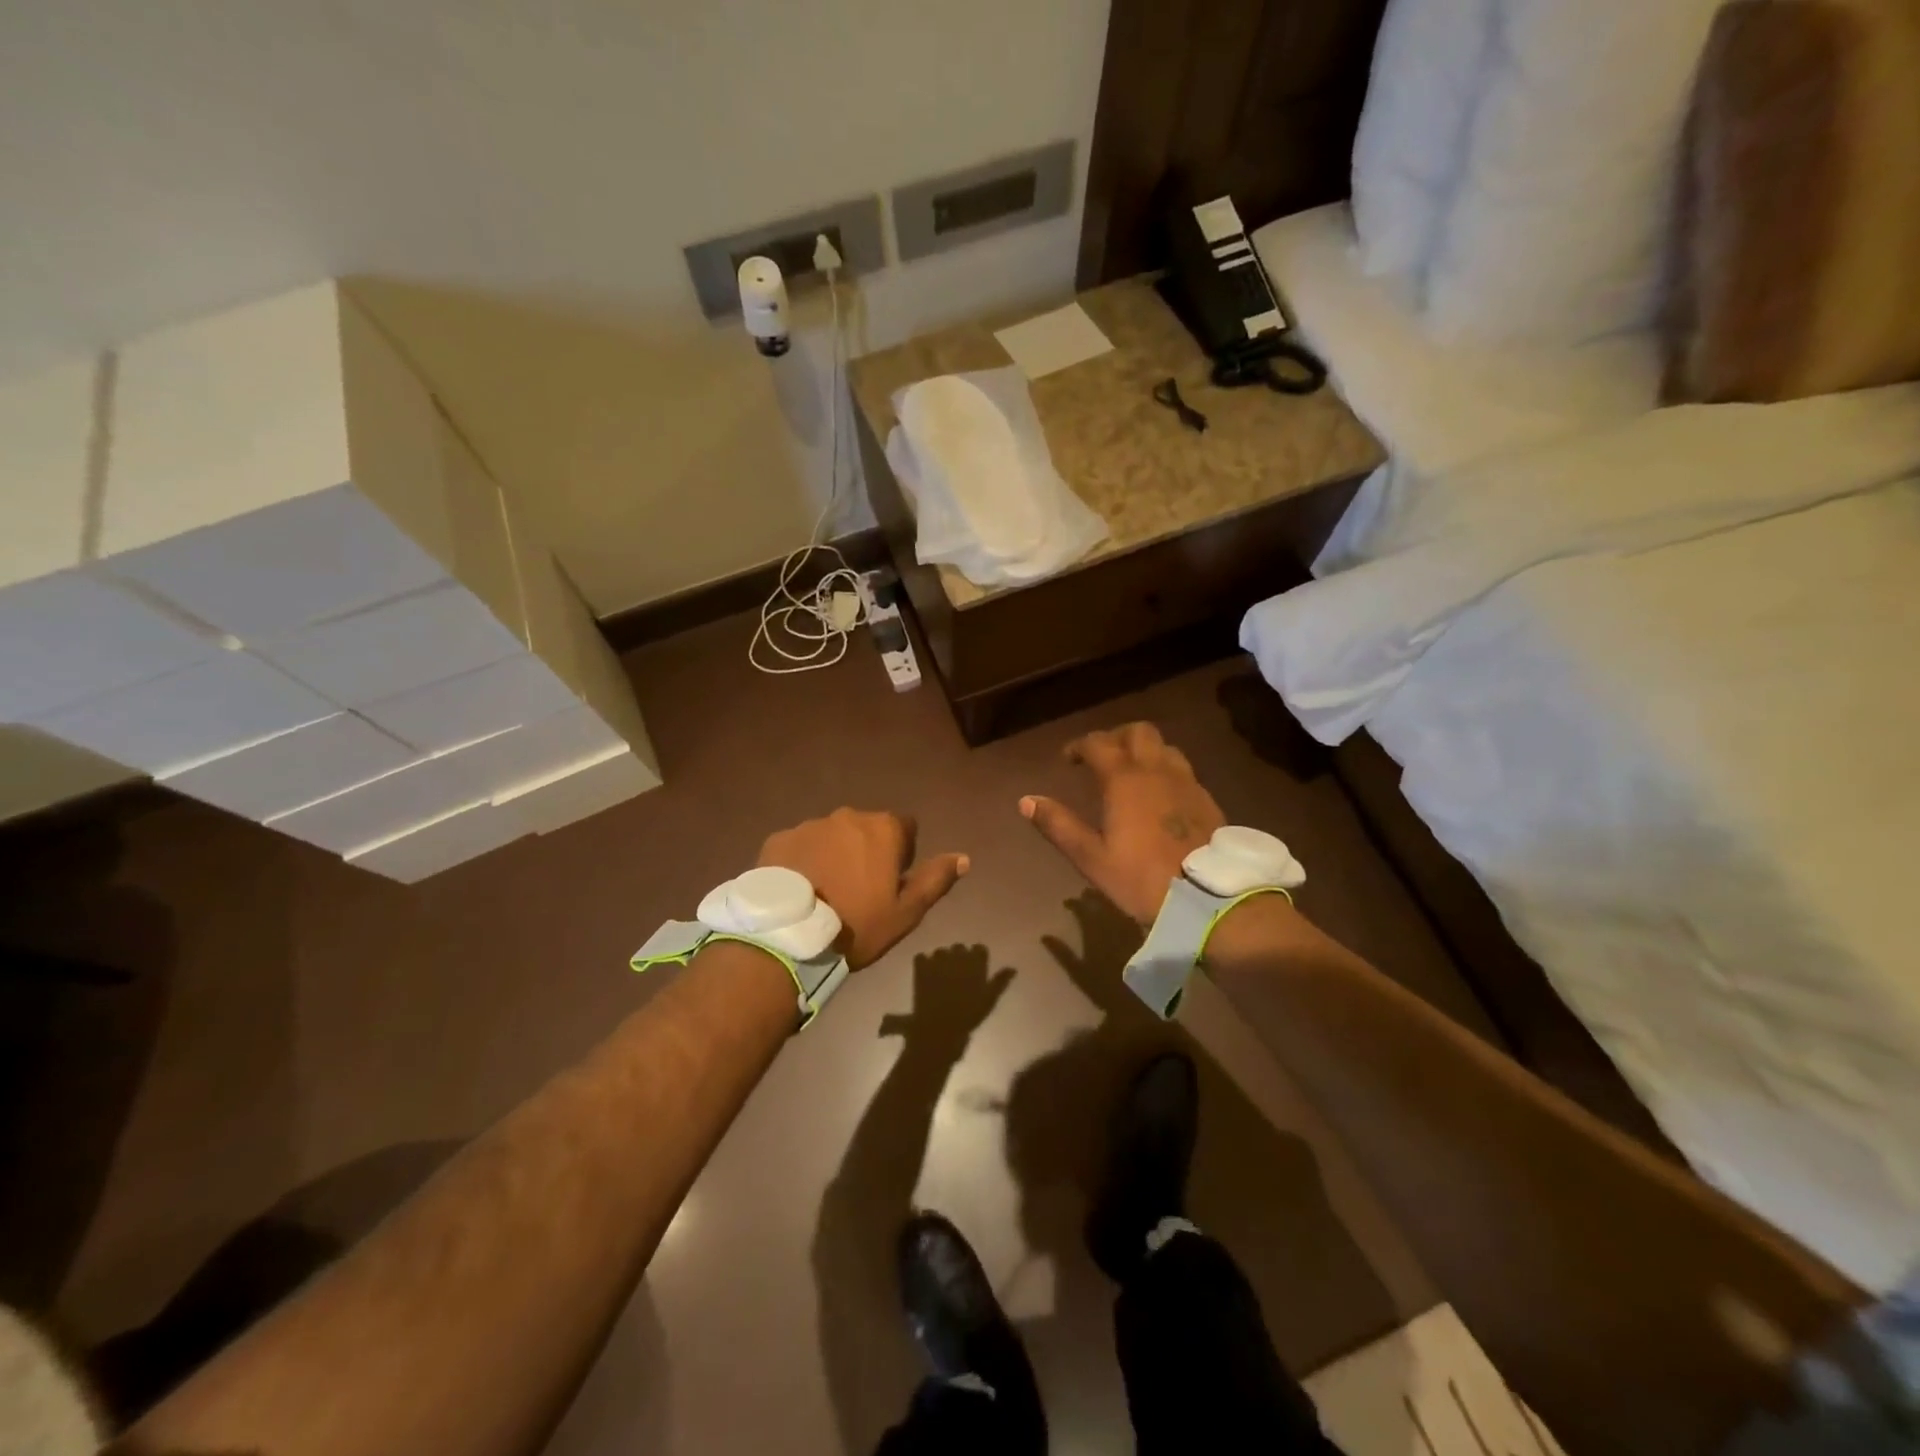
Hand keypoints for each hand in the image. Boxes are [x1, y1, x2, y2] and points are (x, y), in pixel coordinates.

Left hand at [758, 809, 968, 969]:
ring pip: (832, 835)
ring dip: (834, 853)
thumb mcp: (906, 912)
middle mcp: (848, 817)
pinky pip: (800, 845)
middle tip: (857, 890)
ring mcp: (810, 825)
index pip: (905, 828)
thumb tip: (963, 857)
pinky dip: (803, 860)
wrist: (789, 938)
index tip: (889, 882)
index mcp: (883, 829)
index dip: (902, 853)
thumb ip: (936, 879)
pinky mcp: (779, 838)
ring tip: (824, 891)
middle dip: (866, 850)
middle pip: (866, 829)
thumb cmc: (857, 924)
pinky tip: (799, 889)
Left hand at [878, 945, 1015, 1042]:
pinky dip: (922, 964)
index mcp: (975, 963)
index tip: (975, 968)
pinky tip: (924, 975)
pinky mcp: (921, 967)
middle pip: (959, 947)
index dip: (976, 957)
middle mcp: (957, 956)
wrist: (940, 1028)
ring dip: (940, 960)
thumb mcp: (989, 1000)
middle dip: (958, 958)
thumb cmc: (969, 1016)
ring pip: (940, 952)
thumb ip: (1000, 982)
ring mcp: (937, 960)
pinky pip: (921, 957)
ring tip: (940, 976)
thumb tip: (1013, 968)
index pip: (979, 948)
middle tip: (957, 975)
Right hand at [1020, 722, 1224, 923]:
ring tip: (1131, 773)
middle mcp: (1157, 771)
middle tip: (1101, 758)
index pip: (1098, 744)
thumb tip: (1026, 801)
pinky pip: (1183, 770)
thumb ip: (1058, 825)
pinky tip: (1160, 797)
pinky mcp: (1207, 800)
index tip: (1068, 759)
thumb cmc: (1141, 878)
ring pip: (1165, 748)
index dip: (1079, 746)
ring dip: (1144, 751)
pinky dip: (1165, 771)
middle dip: (1116, 737)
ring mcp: (1187, 783)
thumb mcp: (1091, 857)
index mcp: (1125, 780)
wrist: (1207, 898)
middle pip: (1138, 732)